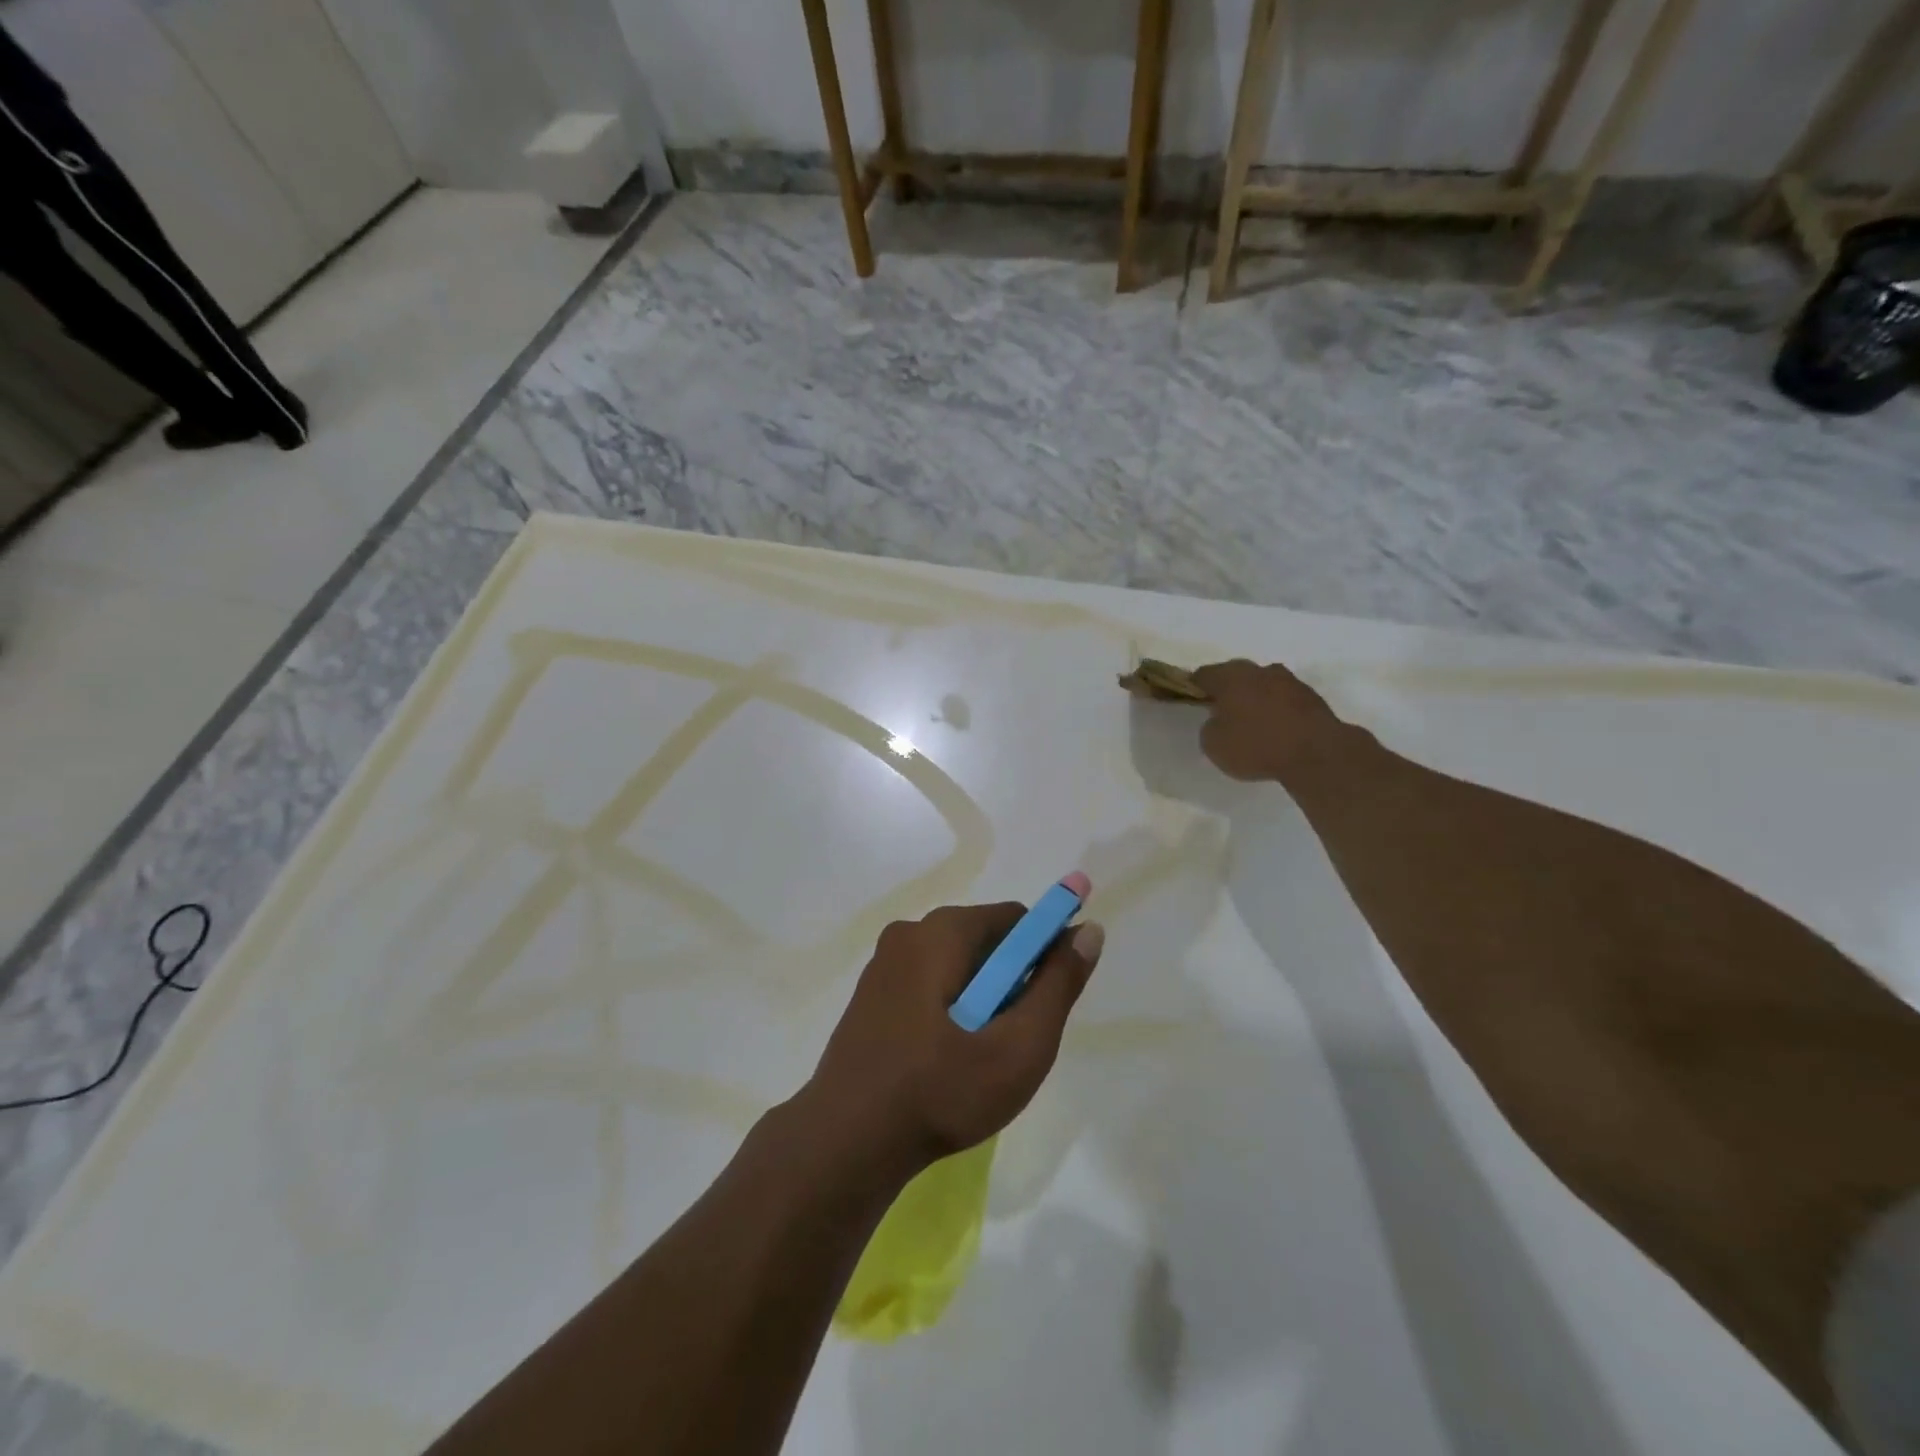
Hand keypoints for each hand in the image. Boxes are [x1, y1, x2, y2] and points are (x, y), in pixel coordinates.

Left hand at [798, 902, 1105, 1177]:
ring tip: (980, 1057)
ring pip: (955, 966)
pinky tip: (945, 1060)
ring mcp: (882, 966)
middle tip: (1014, 1040)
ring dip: (980, 999)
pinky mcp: (869, 997)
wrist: (844, 1144)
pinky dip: (949, 1009)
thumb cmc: (940, 1092)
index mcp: (941, 932)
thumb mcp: (1019, 1046)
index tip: (1050, 1001)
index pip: (1015, 919)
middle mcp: (908, 933)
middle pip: (984, 941)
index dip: (1044, 952)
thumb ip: (1058, 985)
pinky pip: (927, 986)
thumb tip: (1088, 930)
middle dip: (1010, 982)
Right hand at [1191, 659, 1343, 781]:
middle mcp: (1259, 670)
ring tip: (1251, 723)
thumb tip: (1219, 720)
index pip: (1203, 674)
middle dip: (1228, 691)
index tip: (1192, 701)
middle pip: (1235, 676)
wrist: (1316, 753)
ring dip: (1255, 699)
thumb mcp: (1214, 745)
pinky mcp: (1312, 697)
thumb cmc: (1256, 745)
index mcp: (1230, 676)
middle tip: (1222, 713)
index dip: (1193, 687)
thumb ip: (1210, 727)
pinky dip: (1276, 711)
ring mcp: (1289, 681)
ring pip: (1262, 685)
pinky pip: (1284, 700)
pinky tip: (1275, 731)